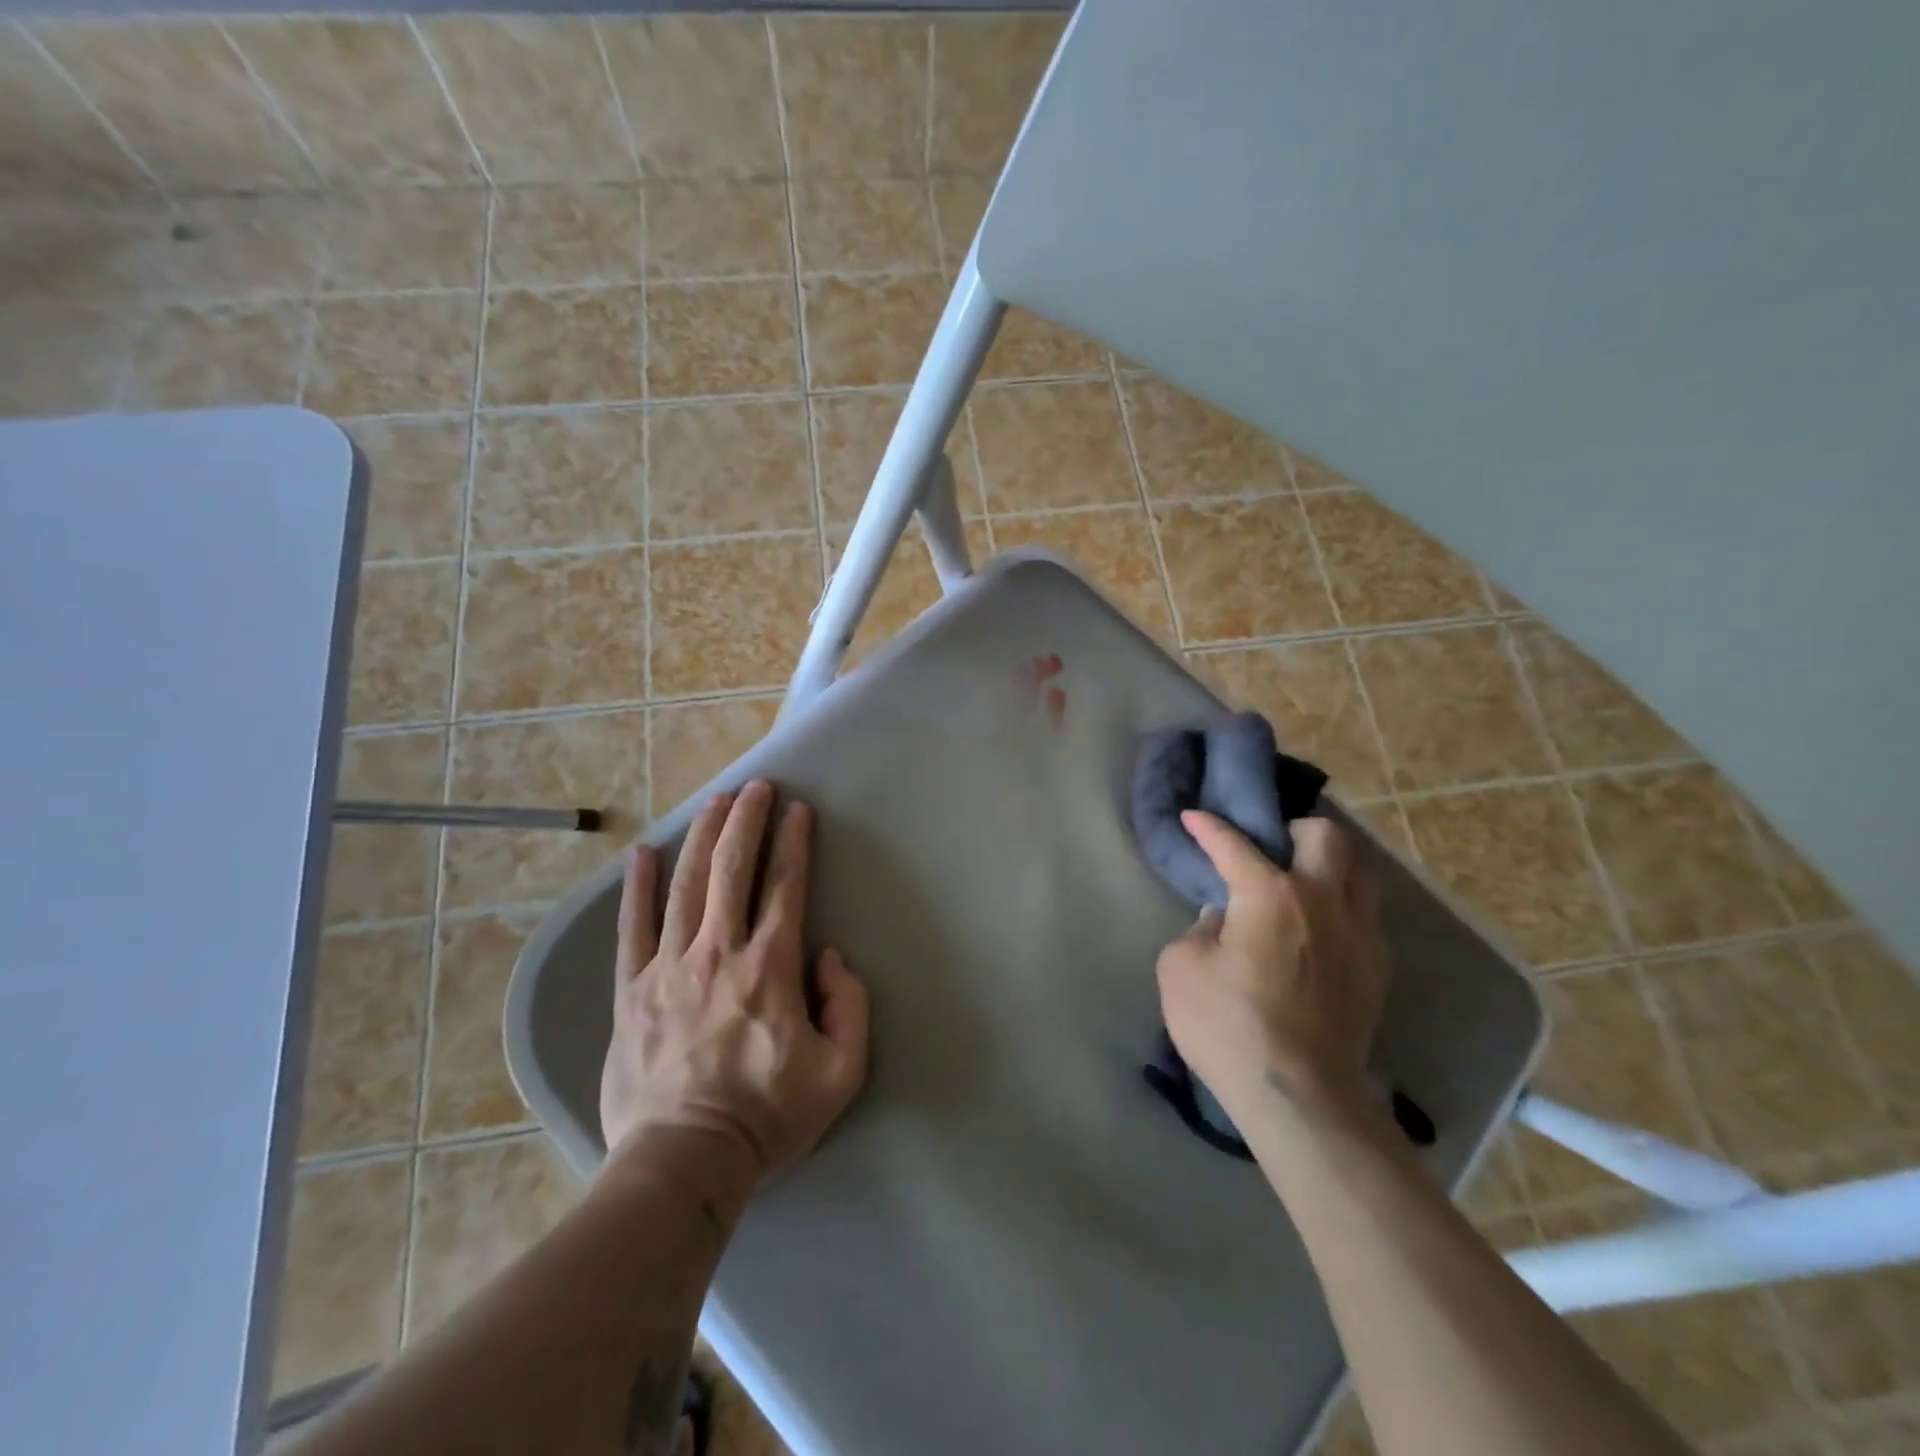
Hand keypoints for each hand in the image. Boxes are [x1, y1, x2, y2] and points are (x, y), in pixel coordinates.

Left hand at [599, 781, 869, 1184]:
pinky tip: (641, 853)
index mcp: (770, 967)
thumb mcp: (841, 1071)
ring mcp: (668, 968)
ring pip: (686, 885)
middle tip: (755, 787)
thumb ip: (849, 1005)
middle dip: (746, 820)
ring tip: (714, 801)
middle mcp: (718, 952)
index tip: (798, 811)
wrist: (684, 1163)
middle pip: (733, 870)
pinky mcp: (631, 991)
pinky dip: (637, 887)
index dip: (793, 842)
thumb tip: (828, 956)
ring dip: (701, 836)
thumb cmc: (768, 1116)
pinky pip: (632, 927)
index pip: (785, 886)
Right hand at [1154, 814, 1387, 1122]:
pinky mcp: (1377, 970)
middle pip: (1325, 836)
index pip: (1234, 844)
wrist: (1302, 1098)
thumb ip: (1197, 931)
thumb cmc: (1230, 1026)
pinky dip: (1342, 906)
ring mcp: (1360, 934)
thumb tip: (1221, 919)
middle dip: (1294, 829)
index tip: (1194, 816)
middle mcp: (1323, 900)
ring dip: (1331, 864)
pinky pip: (1366, 915)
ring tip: (1303, 880)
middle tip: (1271, 847)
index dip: (1208, 826)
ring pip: (1360, 871)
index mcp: (1270, 893)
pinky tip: (1320, 930)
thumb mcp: (1180, 970)